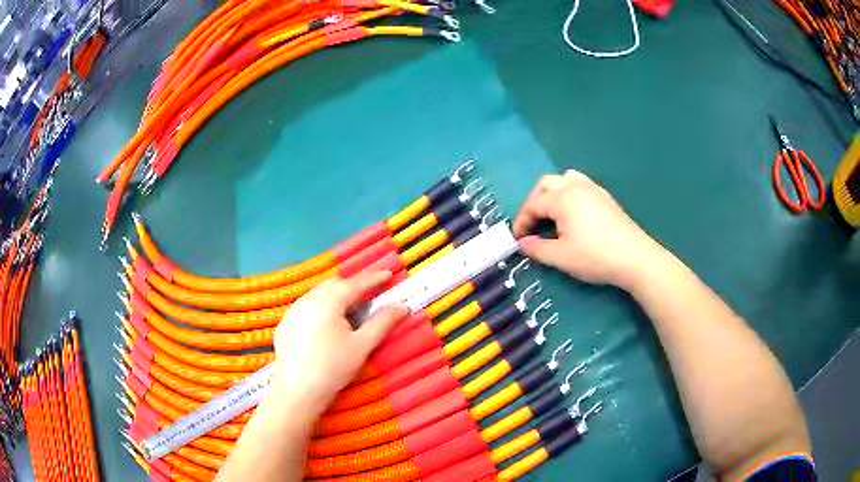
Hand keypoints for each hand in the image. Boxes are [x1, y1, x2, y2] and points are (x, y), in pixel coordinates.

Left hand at [267, 271, 407, 417]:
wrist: (297, 391)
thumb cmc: (333, 368)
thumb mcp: (362, 345)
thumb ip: (382, 322)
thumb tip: (401, 305)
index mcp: (328, 301)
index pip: (355, 283)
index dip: (373, 278)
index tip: (388, 274)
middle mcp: (308, 299)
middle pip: (334, 285)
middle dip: (353, 285)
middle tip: (370, 292)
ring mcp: (293, 311)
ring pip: (318, 294)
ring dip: (335, 295)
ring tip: (349, 307)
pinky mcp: (285, 324)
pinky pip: (306, 306)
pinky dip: (320, 307)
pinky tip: (325, 323)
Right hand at [513, 170, 669, 289]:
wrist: (634, 258)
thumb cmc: (595, 257)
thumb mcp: (561, 257)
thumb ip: (537, 249)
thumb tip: (523, 243)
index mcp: (562, 198)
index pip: (533, 204)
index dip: (522, 222)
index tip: (519, 240)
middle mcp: (576, 187)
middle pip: (546, 185)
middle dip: (534, 203)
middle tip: (533, 225)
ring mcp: (593, 189)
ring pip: (565, 179)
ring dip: (552, 194)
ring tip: (552, 214)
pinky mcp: (605, 197)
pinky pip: (580, 185)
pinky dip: (569, 194)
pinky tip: (574, 214)